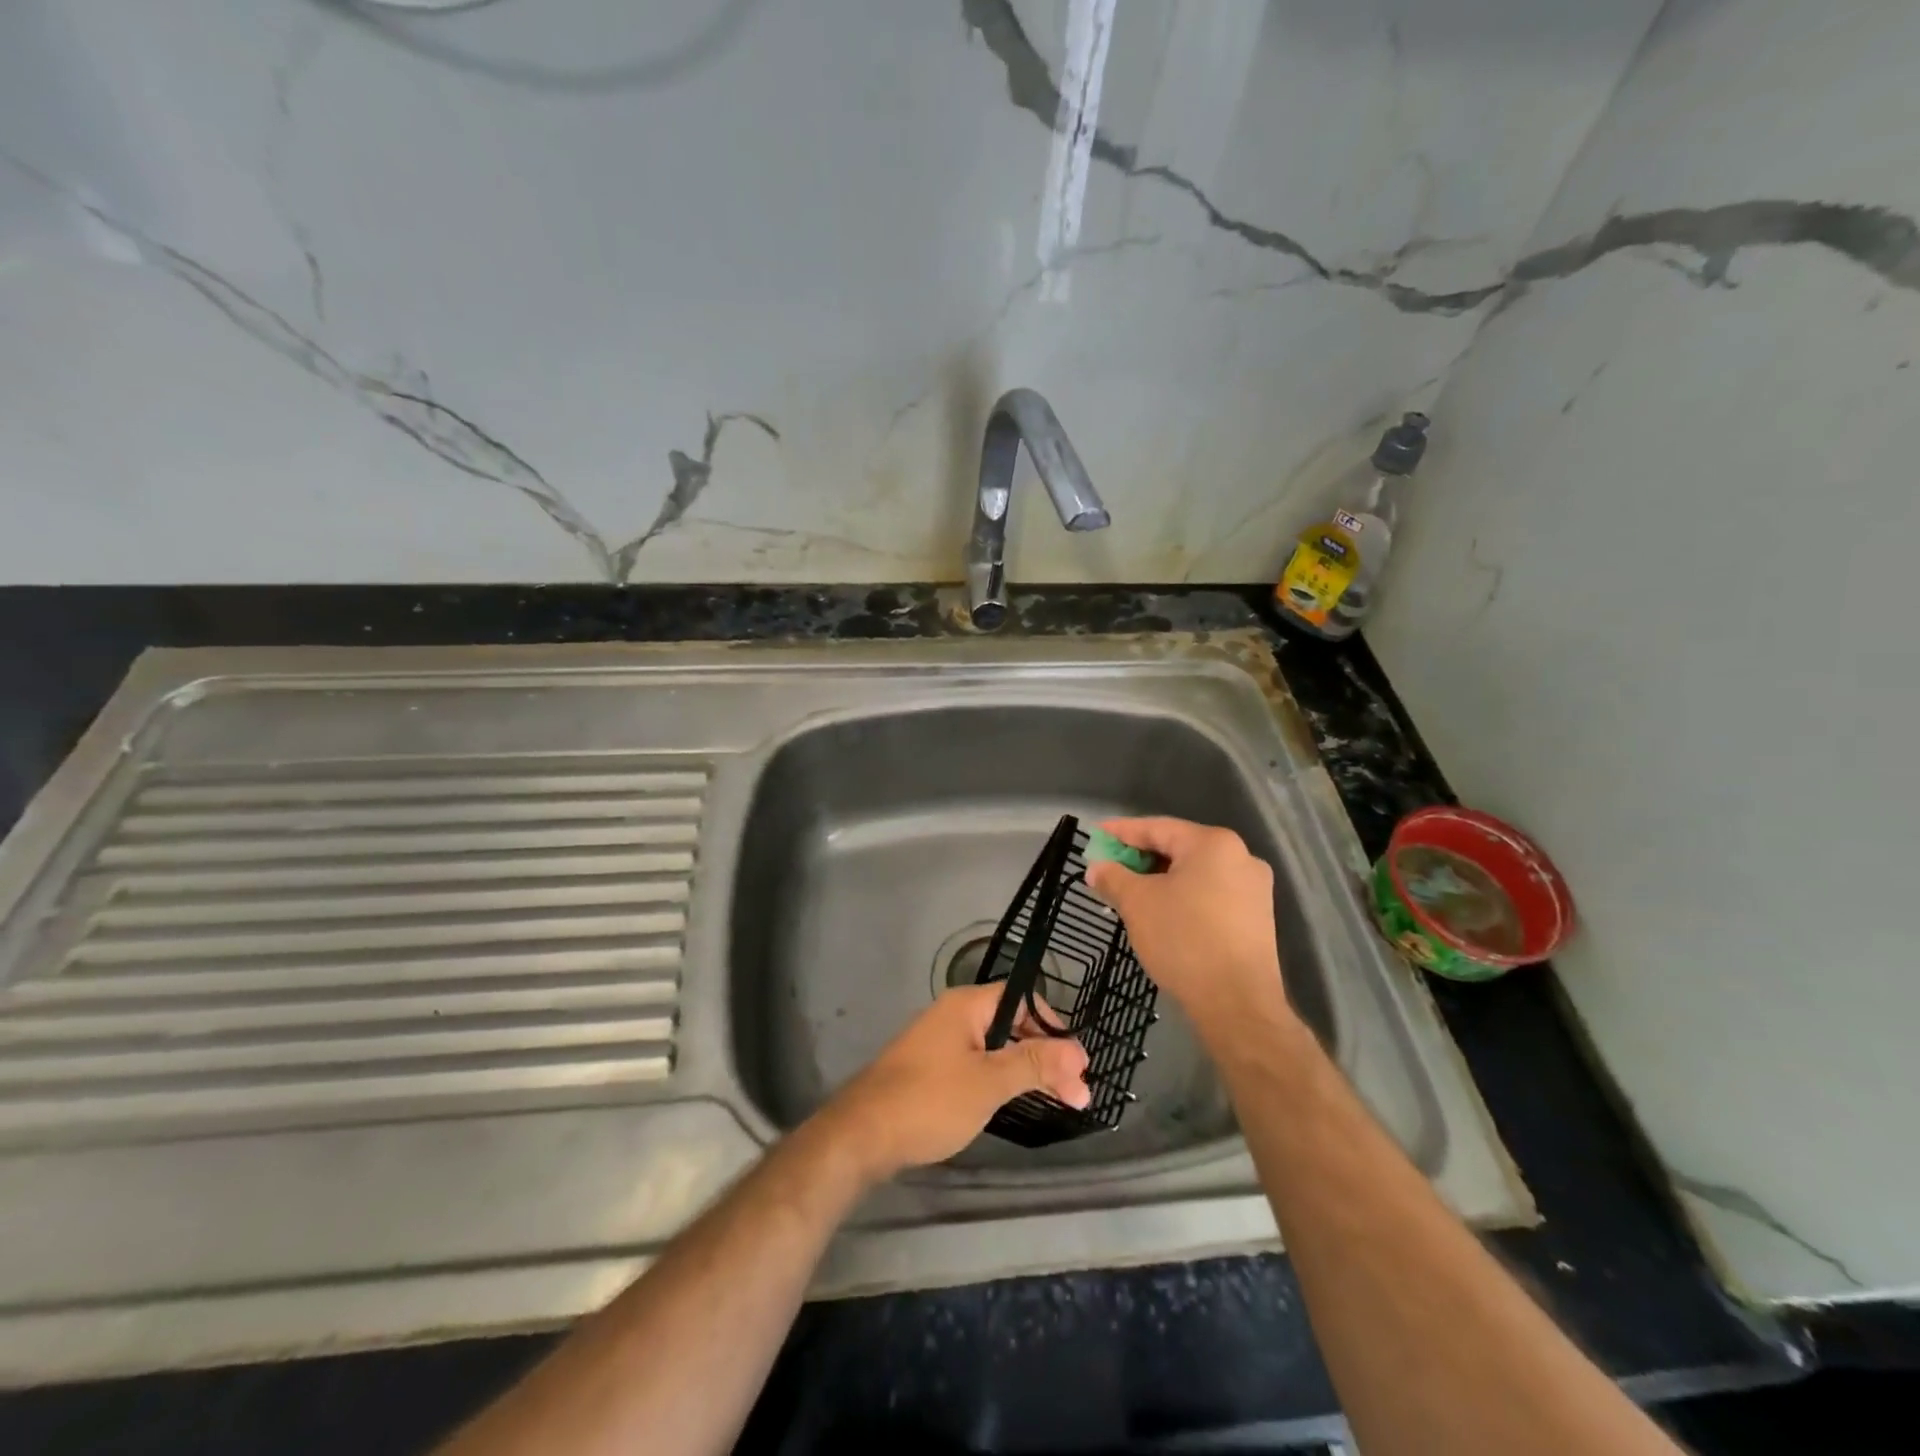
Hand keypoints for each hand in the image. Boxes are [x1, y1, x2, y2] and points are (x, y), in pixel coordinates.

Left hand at [816, 984, 1089, 1182]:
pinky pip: (977, 1063)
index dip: (1053, 1028)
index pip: (1023, 1000)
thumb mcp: (989, 1082)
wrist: (862, 1133)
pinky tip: (1014, 1100)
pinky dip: (1000, 1078)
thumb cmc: (931, 1100)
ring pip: (995, 1047)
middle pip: (1011, 1024)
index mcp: (967, 1005)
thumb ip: (1034, 1063)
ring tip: (1056, 1100)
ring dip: (1025, 1069)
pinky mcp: (930, 1068)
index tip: (1077, 1065)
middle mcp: (954, 1014)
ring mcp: (940, 1041)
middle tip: (1076, 1094)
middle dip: (1044, 1055)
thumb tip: (1079, 1051)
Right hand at [1083, 817, 1291, 1033]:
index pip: (1157, 828)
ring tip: (1130, 892)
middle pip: (1179, 848)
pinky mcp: (1257, 918)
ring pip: (1196, 873)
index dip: (1121, 832)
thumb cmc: (1184, 940)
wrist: (1237, 1004)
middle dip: (1140, 858)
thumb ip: (1113, 877)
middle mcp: (1241, 857)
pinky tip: (1162, 913)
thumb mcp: (1137, 903)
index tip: (1095, 836)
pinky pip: (1211, 894)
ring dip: (1161, 880)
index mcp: (1213, 844)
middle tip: (1109, 868)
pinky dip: (1183, 897)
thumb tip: (1096, 868)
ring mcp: (1254, 889)